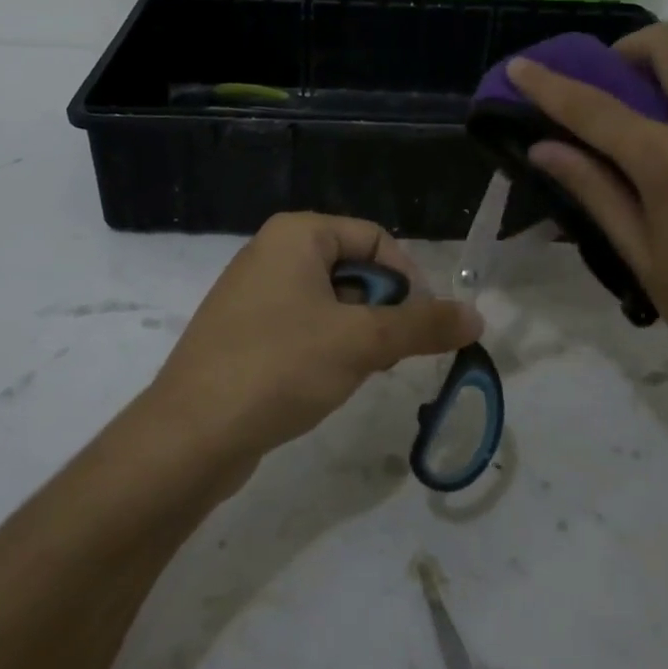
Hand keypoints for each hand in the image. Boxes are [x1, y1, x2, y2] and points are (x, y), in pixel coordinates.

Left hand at [148, 212, 482, 466]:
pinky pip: (302, 325)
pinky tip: (326, 382)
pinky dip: (326, 347)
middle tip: (391, 353)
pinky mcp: (244, 332)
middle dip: (382, 309)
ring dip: (357, 332)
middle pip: (354, 269)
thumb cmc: (280, 366)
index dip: (408, 278)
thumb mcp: (362, 342)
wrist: (190, 435)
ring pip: (330, 301)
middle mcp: (272, 252)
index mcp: (296, 234)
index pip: (375, 238)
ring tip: (360, 371)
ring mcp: (253, 293)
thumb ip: (423, 325)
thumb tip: (477, 316)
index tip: (424, 324)